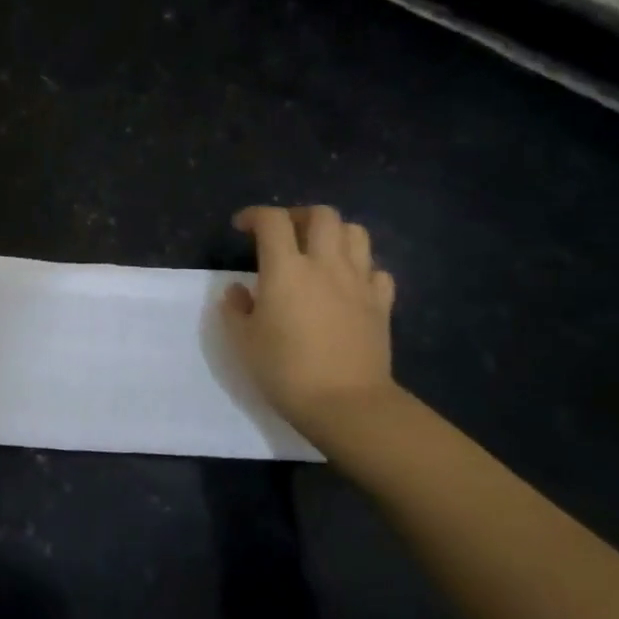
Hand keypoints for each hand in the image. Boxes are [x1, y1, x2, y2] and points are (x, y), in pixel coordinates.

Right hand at [223, 205, 397, 440]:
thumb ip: (236, 309)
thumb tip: (239, 290)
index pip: (272, 221)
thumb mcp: (244, 341)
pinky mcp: (382, 304)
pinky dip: (362, 269)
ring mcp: (359, 282)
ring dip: (334, 234)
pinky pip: (377, 271)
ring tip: (319, 251)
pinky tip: (348, 284)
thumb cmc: (285, 370)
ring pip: (355, 233)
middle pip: (322, 215)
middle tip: (285, 234)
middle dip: (299, 215)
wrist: (345, 404)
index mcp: (286, 269)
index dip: (254, 215)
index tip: (241, 227)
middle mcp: (325, 264)